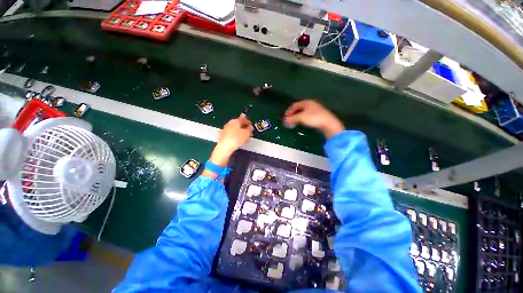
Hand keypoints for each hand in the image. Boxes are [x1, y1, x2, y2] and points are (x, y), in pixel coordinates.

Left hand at [208, 114, 252, 166]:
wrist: (224, 147)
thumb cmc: (236, 139)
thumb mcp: (247, 134)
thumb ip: (250, 129)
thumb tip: (250, 127)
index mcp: (235, 121)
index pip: (243, 119)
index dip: (248, 122)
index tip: (251, 126)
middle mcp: (229, 123)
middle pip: (238, 124)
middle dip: (244, 127)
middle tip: (248, 131)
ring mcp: (225, 129)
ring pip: (234, 129)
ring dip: (239, 132)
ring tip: (244, 137)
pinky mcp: (222, 135)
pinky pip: (231, 134)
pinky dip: (235, 135)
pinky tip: (237, 140)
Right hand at [284, 100, 343, 138]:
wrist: (328, 123)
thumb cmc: (313, 118)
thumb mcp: (301, 118)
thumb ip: (292, 118)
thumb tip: (285, 120)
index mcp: (306, 102)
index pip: (294, 105)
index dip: (289, 111)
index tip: (285, 118)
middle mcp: (311, 104)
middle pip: (299, 109)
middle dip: (292, 115)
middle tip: (289, 121)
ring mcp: (315, 109)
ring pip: (303, 112)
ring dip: (297, 117)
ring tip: (294, 123)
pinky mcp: (318, 115)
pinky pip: (307, 116)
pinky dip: (303, 119)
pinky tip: (302, 123)